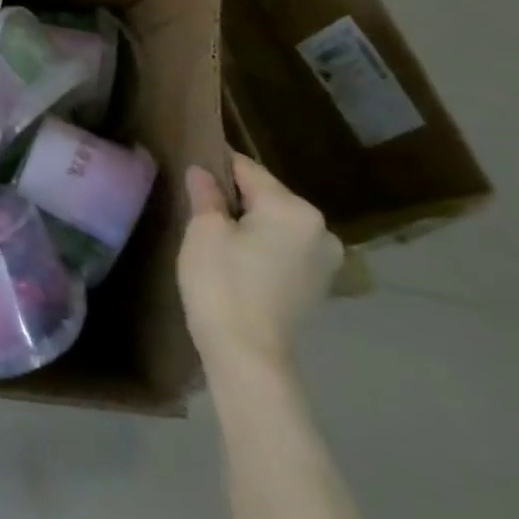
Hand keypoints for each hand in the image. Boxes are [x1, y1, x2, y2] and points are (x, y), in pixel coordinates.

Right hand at [178, 151, 342, 373]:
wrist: (248, 354)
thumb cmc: (222, 283)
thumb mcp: (204, 230)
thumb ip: (206, 193)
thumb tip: (202, 170)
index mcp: (294, 208)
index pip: (248, 170)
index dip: (216, 164)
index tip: (192, 164)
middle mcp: (321, 228)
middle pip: (268, 195)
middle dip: (236, 195)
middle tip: (199, 202)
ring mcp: (326, 259)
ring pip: (278, 222)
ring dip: (251, 221)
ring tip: (217, 232)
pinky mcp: (320, 283)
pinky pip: (287, 247)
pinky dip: (265, 244)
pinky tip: (239, 257)